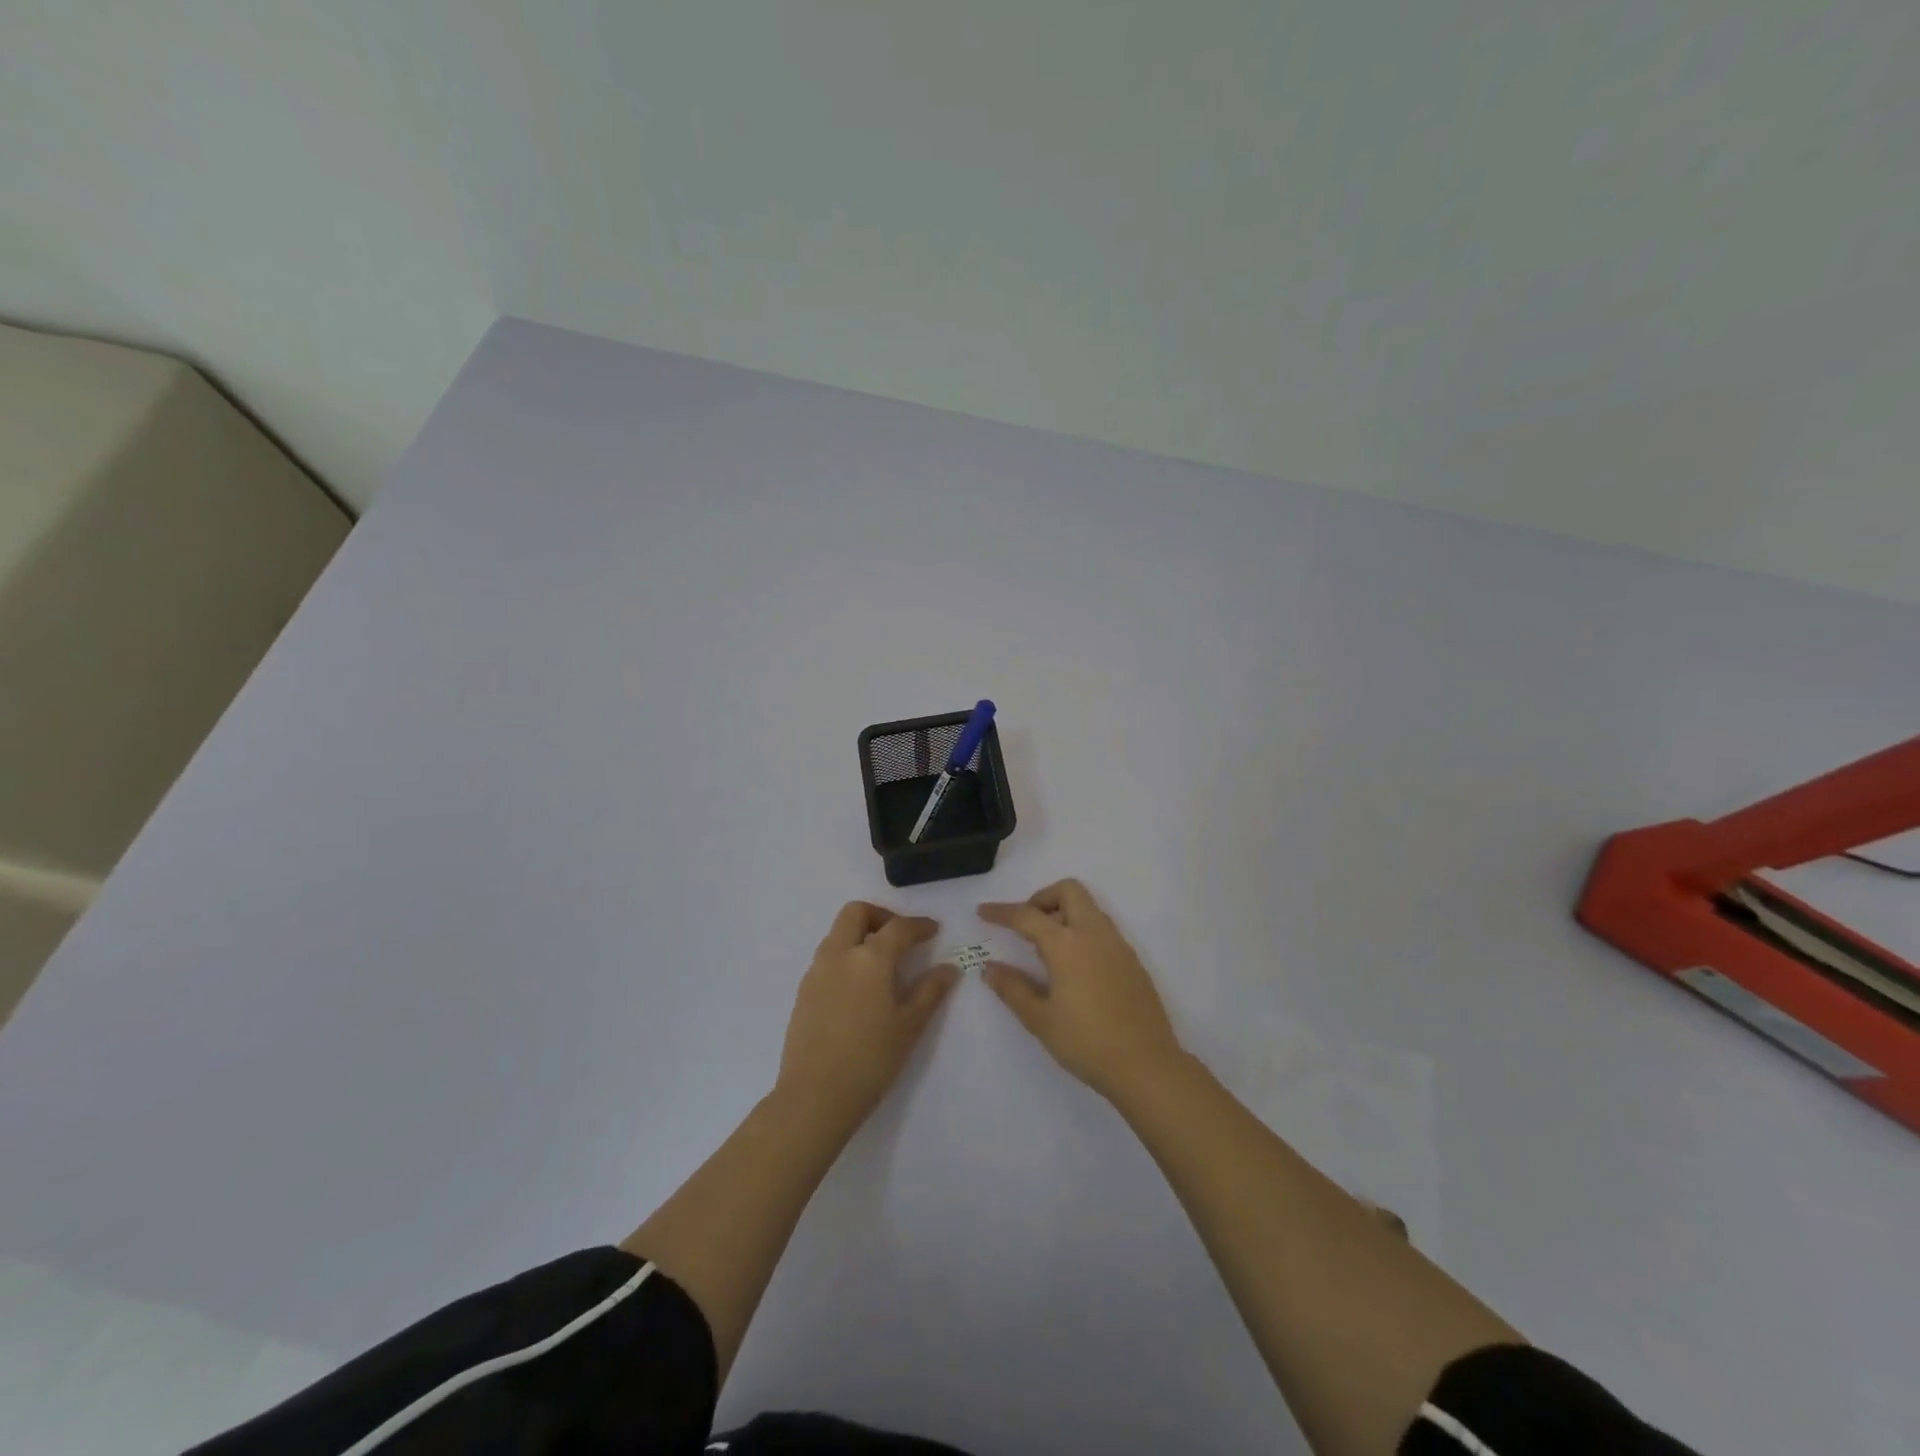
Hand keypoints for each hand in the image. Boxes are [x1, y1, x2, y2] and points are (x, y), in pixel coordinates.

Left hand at [777, 902, 957, 1127]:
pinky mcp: (803, 991)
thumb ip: (930, 991)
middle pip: (856, 913)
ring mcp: (817, 971)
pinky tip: (859, 986)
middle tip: (901, 938)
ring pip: (837, 933)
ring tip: (882, 963)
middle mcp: (839, 954)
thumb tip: (949, 968)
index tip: (933, 930)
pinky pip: (827, 957)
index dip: (919, 925)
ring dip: (860, 934)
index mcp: (870, 958)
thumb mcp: (909, 1026)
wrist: (814, 1097)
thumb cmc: (871, 1060)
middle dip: (881, 916)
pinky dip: (846, 955)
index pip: (898, 927)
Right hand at [978, 879, 1182, 1101]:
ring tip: (1046, 951)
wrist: (1147, 1066)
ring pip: (1088, 908)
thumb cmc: (1086, 1042)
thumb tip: (990, 968)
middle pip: (1068, 891)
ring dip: (1064, 914)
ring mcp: (1118, 945)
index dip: (1002, 912)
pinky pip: (1102, 929)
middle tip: (1026, 926)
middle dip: (1042, 898)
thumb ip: (1012, 989)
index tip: (983, 911)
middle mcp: (1094, 934)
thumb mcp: (1040, 1019)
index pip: (1027, 915)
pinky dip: (1082, 932)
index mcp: (1067, 944)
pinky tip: (1074, 968)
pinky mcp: (1132, 961)